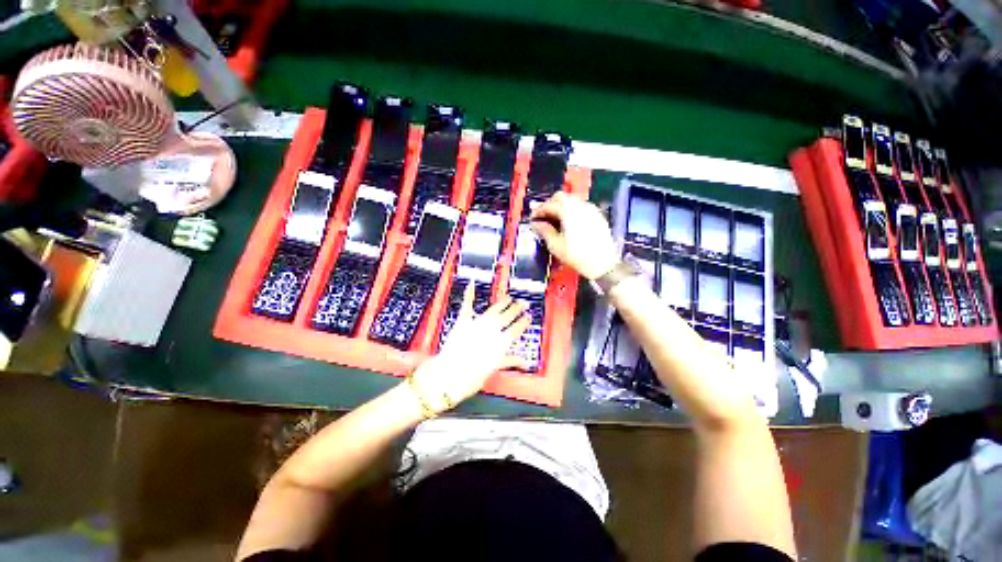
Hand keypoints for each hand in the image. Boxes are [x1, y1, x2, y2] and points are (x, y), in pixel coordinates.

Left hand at [411, 282, 530, 410]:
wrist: (450, 374)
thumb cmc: (472, 376)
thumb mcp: (494, 369)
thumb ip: (510, 361)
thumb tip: (525, 363)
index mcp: (501, 343)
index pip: (516, 329)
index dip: (523, 322)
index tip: (528, 316)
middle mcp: (492, 330)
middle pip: (507, 317)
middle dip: (516, 309)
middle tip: (523, 303)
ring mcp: (478, 323)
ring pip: (494, 310)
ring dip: (502, 303)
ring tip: (509, 297)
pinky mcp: (464, 321)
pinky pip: (468, 305)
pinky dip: (469, 294)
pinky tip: (472, 284)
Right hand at [530, 192, 618, 279]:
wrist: (603, 263)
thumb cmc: (576, 255)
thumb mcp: (555, 245)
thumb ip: (544, 230)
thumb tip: (536, 223)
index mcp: (568, 211)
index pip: (549, 204)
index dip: (538, 211)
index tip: (532, 219)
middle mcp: (580, 205)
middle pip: (561, 197)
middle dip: (549, 204)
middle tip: (542, 217)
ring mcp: (590, 209)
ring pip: (572, 200)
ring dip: (560, 206)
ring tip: (554, 220)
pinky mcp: (597, 215)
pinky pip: (581, 206)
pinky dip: (571, 210)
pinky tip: (568, 223)